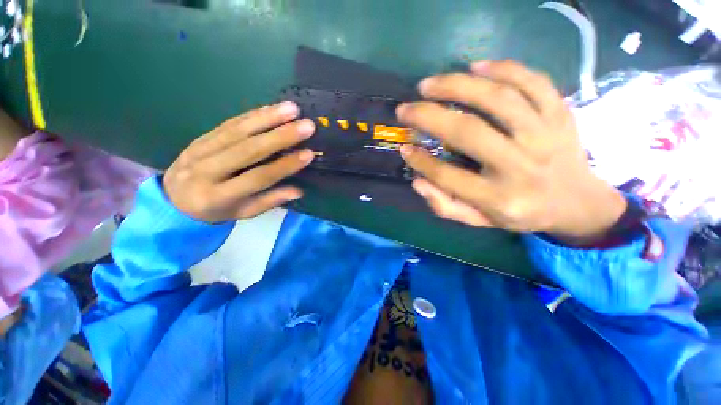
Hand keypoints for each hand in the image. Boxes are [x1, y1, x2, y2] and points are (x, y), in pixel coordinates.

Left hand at [163, 102, 314, 222]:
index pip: (258, 177)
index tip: (308, 154)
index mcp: (217, 196)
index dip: (284, 166)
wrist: (174, 198)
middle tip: (307, 126)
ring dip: (268, 118)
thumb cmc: (215, 210)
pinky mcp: (201, 136)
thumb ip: (269, 201)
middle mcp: (206, 170)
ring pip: (238, 130)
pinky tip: (271, 108)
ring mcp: (200, 149)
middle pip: (248, 149)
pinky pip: (229, 123)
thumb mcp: (243, 213)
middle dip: (281, 136)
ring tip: (293, 109)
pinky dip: (252, 114)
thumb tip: (298, 191)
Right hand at [397, 60, 625, 244]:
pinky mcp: (561, 114)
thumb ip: (445, 205)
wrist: (578, 203)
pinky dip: (504, 69)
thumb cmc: (521, 213)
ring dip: (458, 86)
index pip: (448, 176)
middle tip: (405, 109)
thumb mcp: (479, 220)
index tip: (404, 148)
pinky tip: (476, 67)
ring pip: (499, 99)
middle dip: (428, 116)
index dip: (420, 161)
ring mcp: (546, 135)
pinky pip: (534, 82)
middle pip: (468, 131)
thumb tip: (418, 181)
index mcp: (499, 198)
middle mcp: (522, 165)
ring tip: (429, 84)